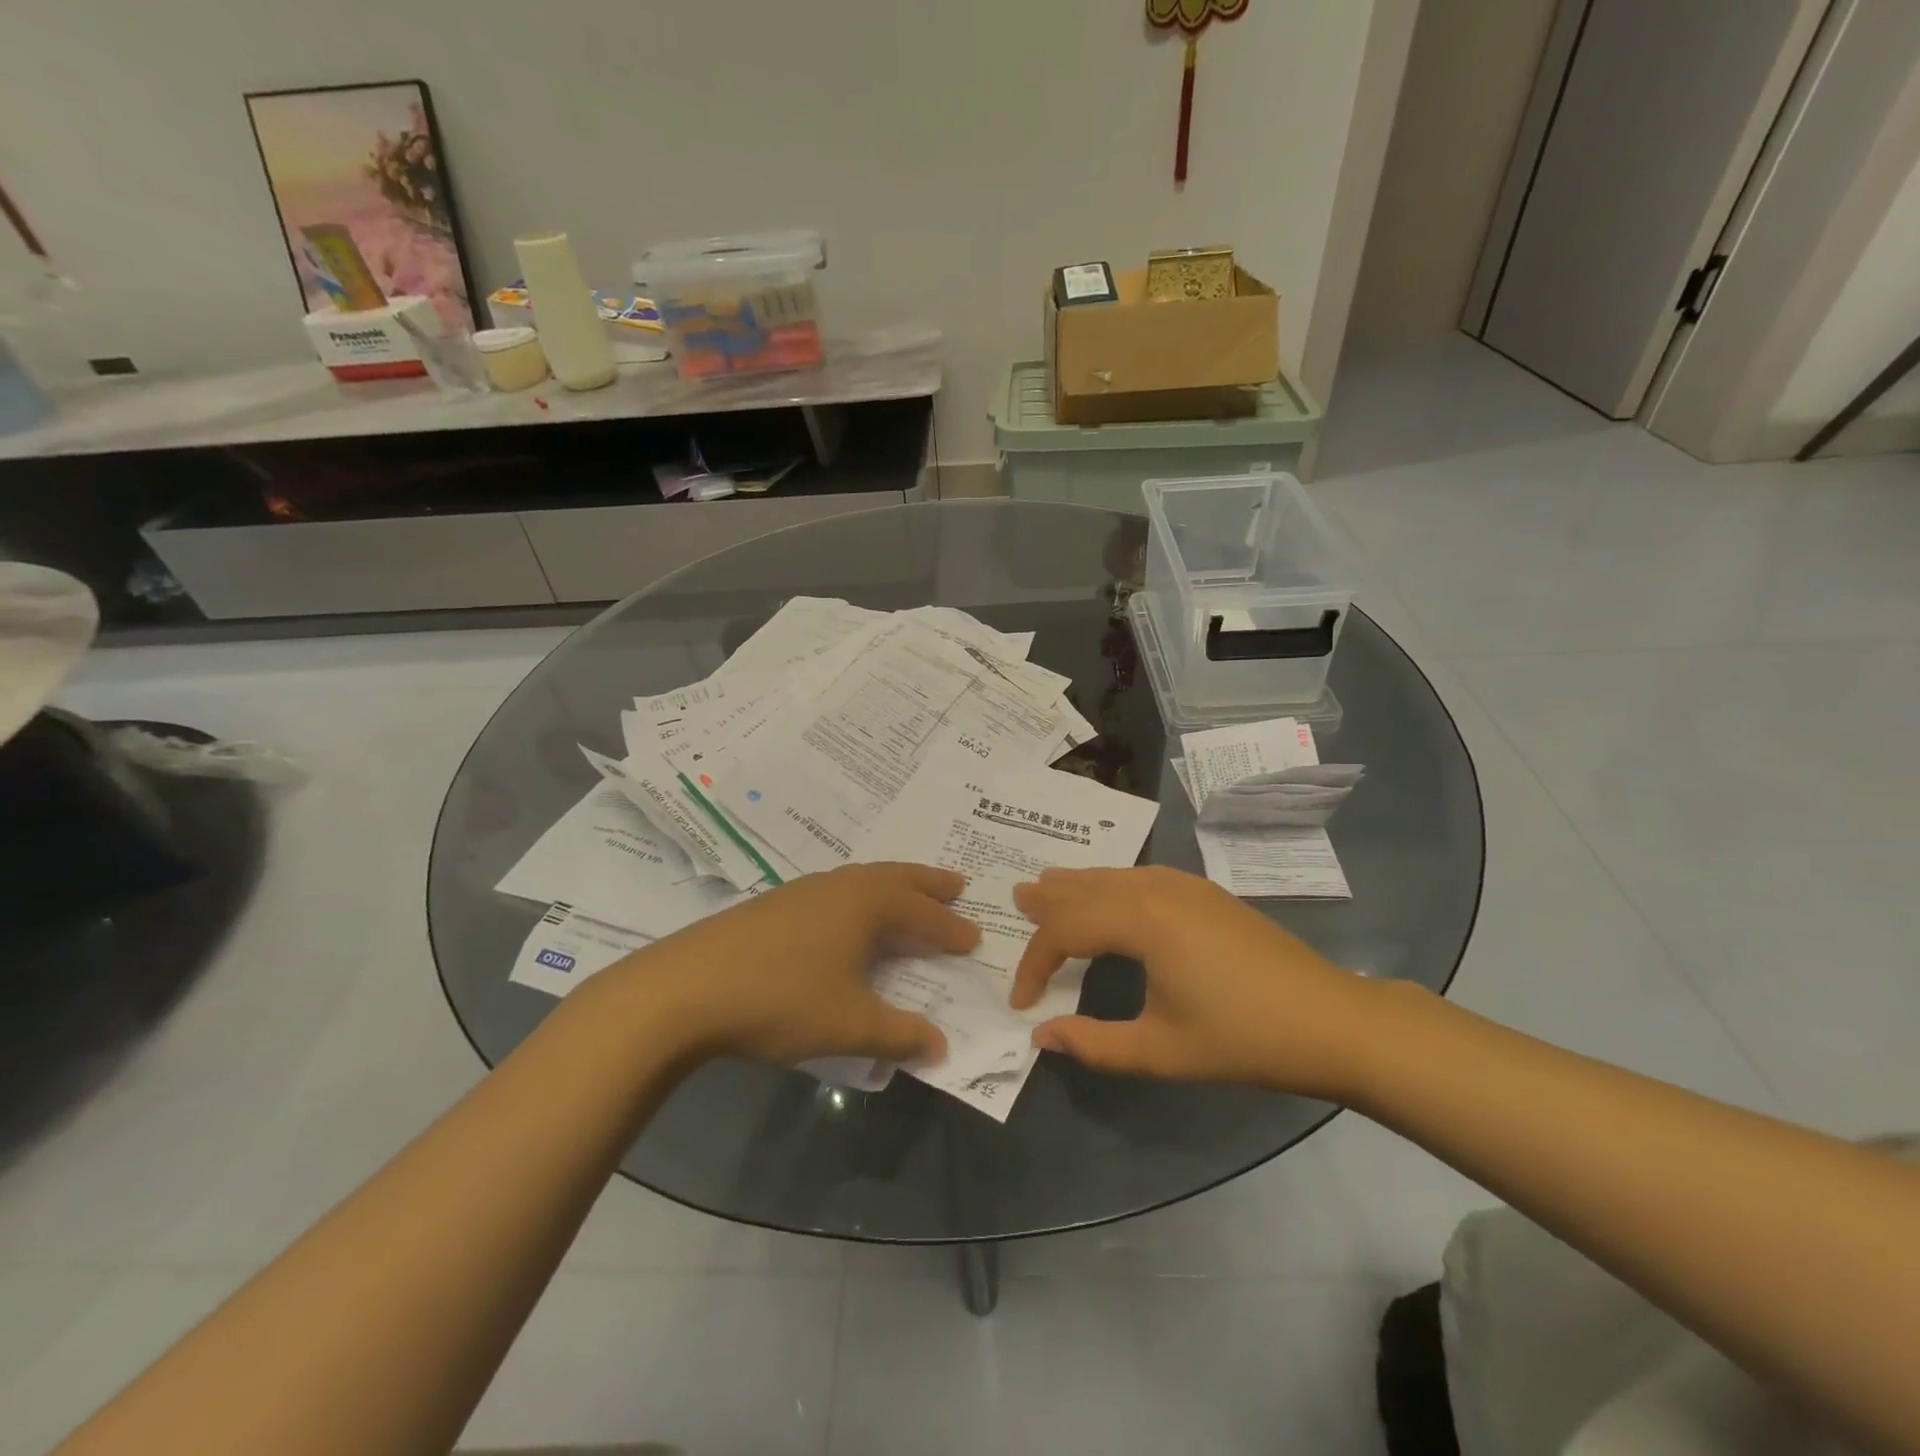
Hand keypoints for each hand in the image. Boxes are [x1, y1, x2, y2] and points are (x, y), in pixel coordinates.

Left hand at [613, 863, 979, 1068]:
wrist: (685, 988)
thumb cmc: (779, 999)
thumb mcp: (848, 1025)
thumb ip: (899, 1034)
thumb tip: (942, 1047)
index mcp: (864, 904)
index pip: (922, 912)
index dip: (950, 927)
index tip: (973, 938)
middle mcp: (838, 886)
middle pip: (895, 877)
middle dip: (928, 884)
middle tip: (956, 884)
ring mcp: (802, 891)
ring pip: (861, 880)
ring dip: (892, 887)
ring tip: (907, 896)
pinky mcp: (773, 905)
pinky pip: (834, 891)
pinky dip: (858, 898)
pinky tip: (846, 919)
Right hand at [1010, 866, 1375, 1099]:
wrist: (1332, 1021)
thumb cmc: (1243, 1038)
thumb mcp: (1161, 1051)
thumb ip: (1093, 1043)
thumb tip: (1040, 1035)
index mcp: (1141, 920)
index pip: (1065, 932)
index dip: (1035, 964)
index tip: (1021, 1001)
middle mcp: (1156, 888)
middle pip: (1087, 887)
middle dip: (1049, 899)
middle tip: (1016, 897)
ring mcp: (1185, 885)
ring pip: (1114, 876)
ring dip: (1078, 885)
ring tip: (1048, 885)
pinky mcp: (1205, 893)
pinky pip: (1140, 877)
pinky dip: (1110, 884)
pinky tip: (1109, 895)